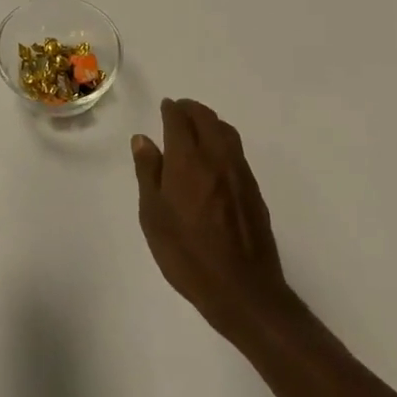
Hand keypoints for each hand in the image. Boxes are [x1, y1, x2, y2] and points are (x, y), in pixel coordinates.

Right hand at [132, 98, 296, 341]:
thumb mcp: (153, 216)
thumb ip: (148, 173)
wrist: (242, 289)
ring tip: (197, 128)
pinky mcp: (253, 189)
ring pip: (225, 131)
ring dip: (209, 121)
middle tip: (178, 111)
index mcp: (188, 160)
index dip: (171, 109)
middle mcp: (216, 157)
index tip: (165, 107)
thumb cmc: (187, 254)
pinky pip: (236, 150)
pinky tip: (215, 157)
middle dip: (191, 109)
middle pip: (206, 118)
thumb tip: (143, 139)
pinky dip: (223, 139)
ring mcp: (239, 172)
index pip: (180, 120)